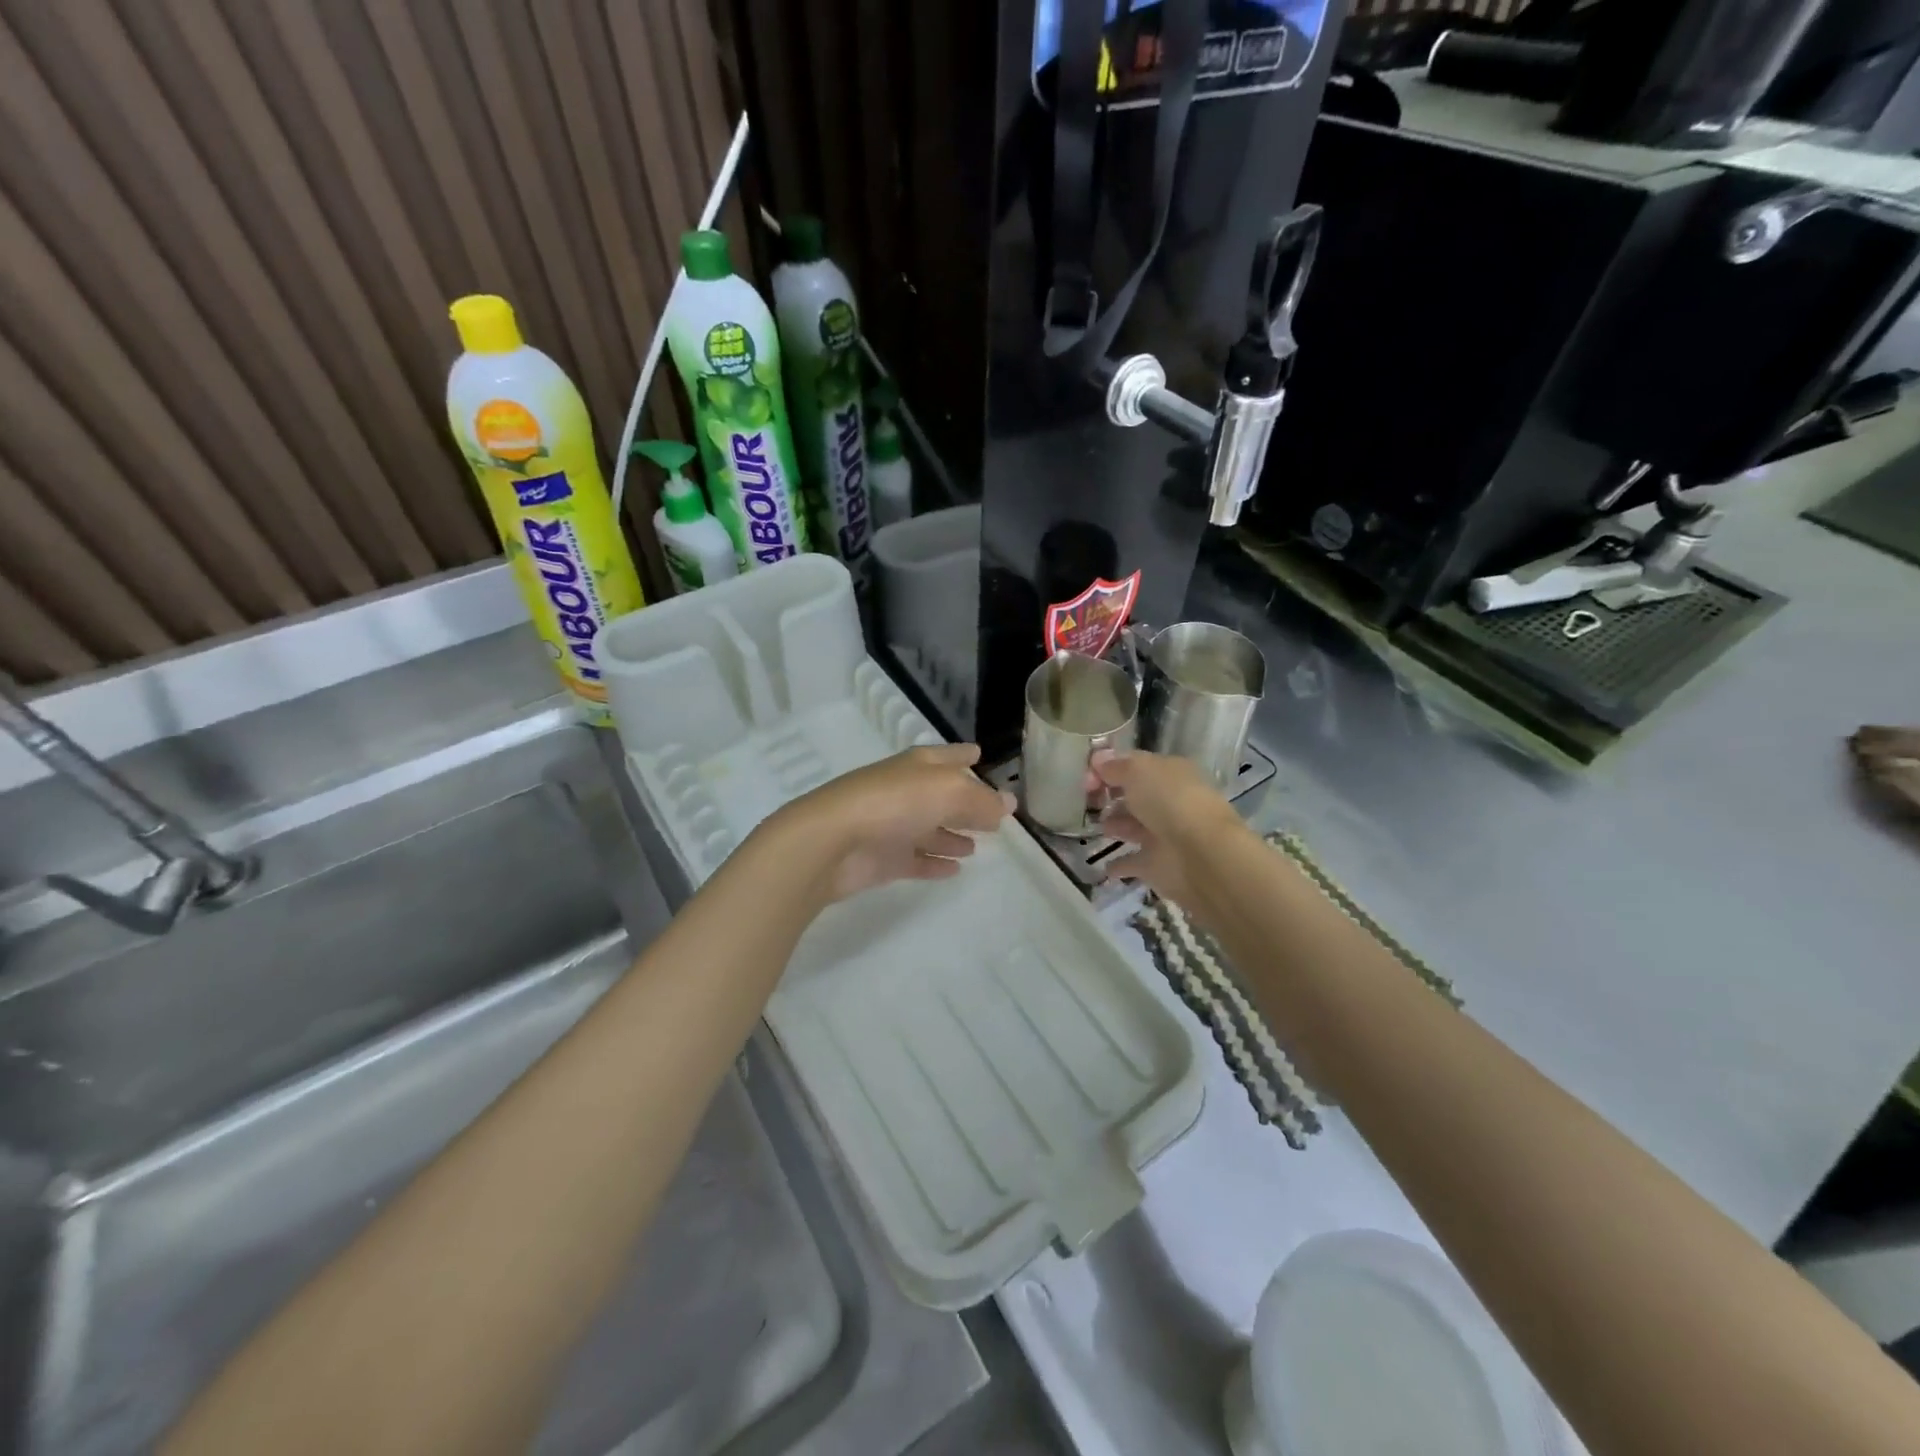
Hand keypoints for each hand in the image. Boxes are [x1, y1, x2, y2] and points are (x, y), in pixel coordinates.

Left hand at [768, 744, 1014, 902]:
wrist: (832, 842)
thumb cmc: (894, 803)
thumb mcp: (949, 792)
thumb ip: (982, 801)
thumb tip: (1009, 804)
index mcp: (918, 766)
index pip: (947, 756)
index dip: (963, 755)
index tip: (979, 754)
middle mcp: (905, 792)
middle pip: (940, 796)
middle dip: (964, 804)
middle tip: (991, 817)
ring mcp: (891, 826)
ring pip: (928, 830)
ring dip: (950, 836)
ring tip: (975, 847)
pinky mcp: (882, 860)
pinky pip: (916, 861)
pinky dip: (934, 863)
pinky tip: (954, 870)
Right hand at [1091, 749, 1247, 909]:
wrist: (1200, 855)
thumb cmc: (1170, 802)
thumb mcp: (1138, 771)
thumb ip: (1115, 766)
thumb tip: (1097, 760)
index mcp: (1170, 773)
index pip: (1135, 766)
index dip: (1109, 769)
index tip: (1085, 779)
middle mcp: (1169, 802)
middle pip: (1136, 796)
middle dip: (1113, 796)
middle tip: (1087, 801)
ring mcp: (1164, 835)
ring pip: (1134, 827)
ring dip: (1116, 825)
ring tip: (1095, 826)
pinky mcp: (1158, 866)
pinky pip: (1133, 862)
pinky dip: (1120, 864)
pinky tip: (1103, 864)